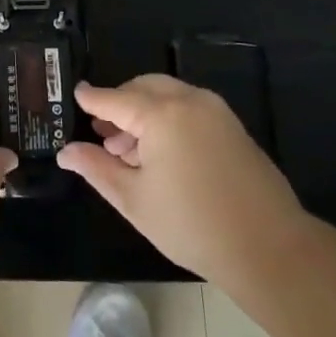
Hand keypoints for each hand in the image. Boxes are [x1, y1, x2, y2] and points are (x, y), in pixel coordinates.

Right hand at [59, 74, 309, 293]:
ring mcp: (215, 111)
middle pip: (143, 88)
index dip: (92, 98)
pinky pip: (189, 107)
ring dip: (143, 111)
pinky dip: (167, 117)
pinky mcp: (233, 126)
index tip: (75, 94)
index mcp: (161, 114)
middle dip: (119, 104)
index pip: (115, 98)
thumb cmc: (191, 224)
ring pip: (167, 95)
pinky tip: (160, 154)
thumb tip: (66, 152)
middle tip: (101, 131)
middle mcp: (189, 100)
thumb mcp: (134, 199)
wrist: (269, 248)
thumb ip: (97, 168)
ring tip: (127, 150)